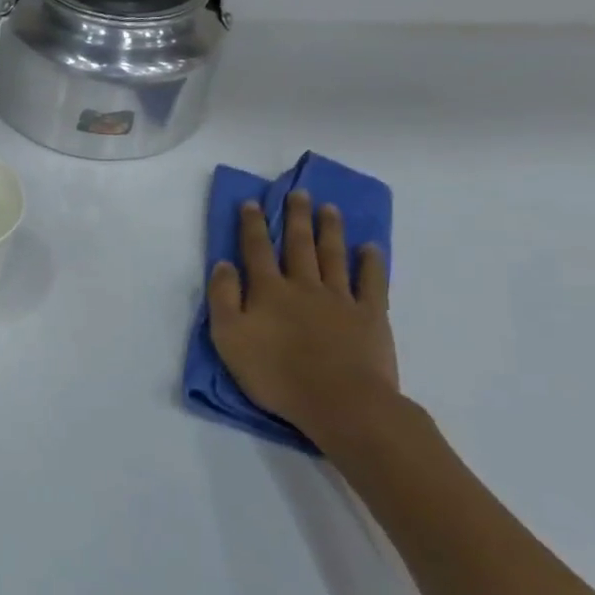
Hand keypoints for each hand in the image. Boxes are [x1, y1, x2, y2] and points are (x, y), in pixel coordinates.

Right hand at [208, 192, 397, 440]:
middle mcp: (303, 285)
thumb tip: (223, 264)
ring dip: (330, 229)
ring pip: (333, 256)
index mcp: (268, 290)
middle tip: (298, 192)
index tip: (252, 202)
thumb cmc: (275, 374)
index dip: (252, 224)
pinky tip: (370, 247)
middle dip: (296, 216)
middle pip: (299, 244)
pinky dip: (371, 262)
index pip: (256, 249)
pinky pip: (372, 282)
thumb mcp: (228, 339)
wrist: (340, 402)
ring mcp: (340, 299)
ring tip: (329, 208)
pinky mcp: (370, 316)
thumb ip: (222, 298)